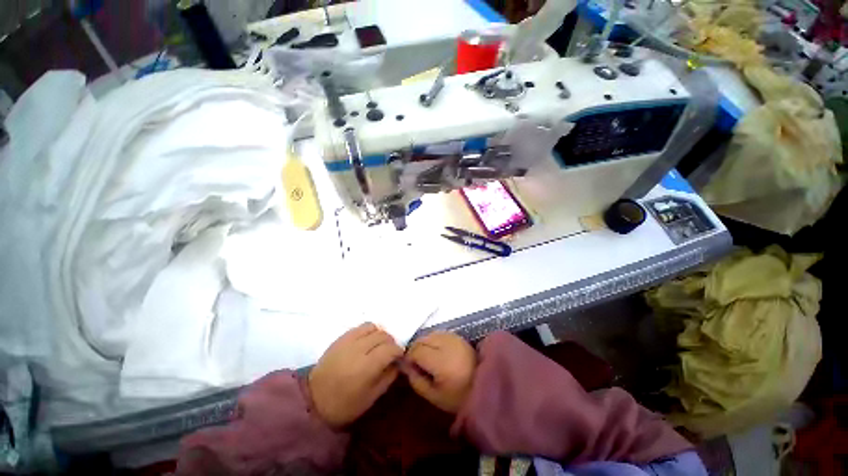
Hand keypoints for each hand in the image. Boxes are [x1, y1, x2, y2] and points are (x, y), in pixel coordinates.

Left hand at [308, 323, 402, 427]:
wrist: (313, 401)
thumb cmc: (344, 405)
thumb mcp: (371, 398)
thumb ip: (389, 377)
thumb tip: (398, 362)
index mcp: (367, 367)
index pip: (390, 348)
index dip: (398, 351)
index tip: (399, 356)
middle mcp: (358, 349)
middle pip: (383, 335)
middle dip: (390, 342)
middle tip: (389, 352)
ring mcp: (348, 341)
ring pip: (372, 327)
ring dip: (380, 334)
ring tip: (378, 345)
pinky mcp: (340, 338)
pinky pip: (359, 327)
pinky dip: (368, 331)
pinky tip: (366, 341)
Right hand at [402, 332, 476, 413]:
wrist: (484, 387)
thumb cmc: (458, 397)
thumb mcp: (433, 396)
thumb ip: (416, 379)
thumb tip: (405, 365)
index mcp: (441, 361)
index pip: (417, 350)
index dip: (409, 357)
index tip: (409, 367)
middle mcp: (447, 344)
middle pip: (422, 339)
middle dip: (415, 349)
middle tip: (416, 363)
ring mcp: (453, 338)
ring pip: (430, 334)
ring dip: (424, 343)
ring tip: (427, 357)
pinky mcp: (458, 336)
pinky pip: (439, 333)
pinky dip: (433, 340)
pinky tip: (436, 351)